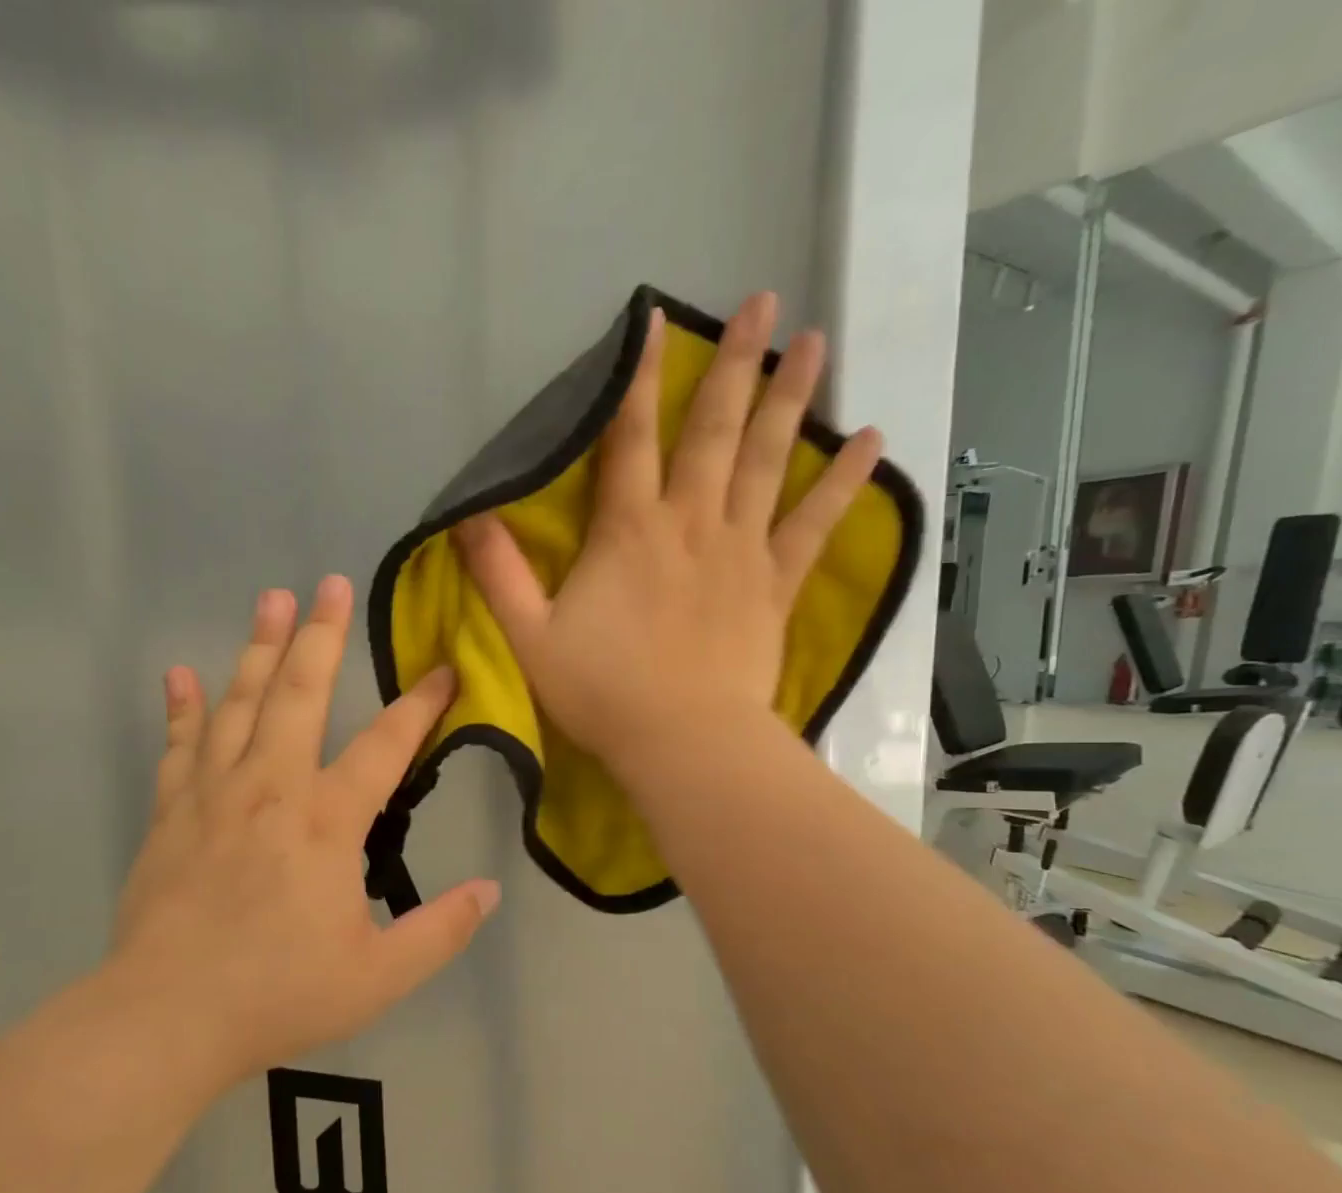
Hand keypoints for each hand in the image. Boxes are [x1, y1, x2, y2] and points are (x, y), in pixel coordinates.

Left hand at [104, 576, 499, 1086]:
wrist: (166, 1018)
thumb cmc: (279, 994)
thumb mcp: (380, 975)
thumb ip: (441, 930)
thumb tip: (491, 891)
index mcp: (328, 822)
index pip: (387, 746)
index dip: (422, 704)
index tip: (445, 669)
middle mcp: (273, 788)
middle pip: (301, 695)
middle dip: (320, 636)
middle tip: (329, 584)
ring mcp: (215, 794)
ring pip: (240, 704)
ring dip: (259, 649)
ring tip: (271, 600)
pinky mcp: (171, 812)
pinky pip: (179, 745)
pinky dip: (181, 707)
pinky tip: (180, 674)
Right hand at [452, 291, 882, 773]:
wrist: (682, 742)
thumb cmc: (602, 692)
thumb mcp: (531, 637)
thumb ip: (499, 575)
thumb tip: (469, 517)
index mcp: (629, 532)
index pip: (630, 438)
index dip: (639, 379)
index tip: (655, 320)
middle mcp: (690, 523)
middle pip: (715, 432)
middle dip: (736, 364)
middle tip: (765, 302)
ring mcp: (741, 551)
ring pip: (770, 461)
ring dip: (791, 399)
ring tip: (815, 341)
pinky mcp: (775, 585)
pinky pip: (815, 524)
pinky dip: (845, 482)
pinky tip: (873, 439)